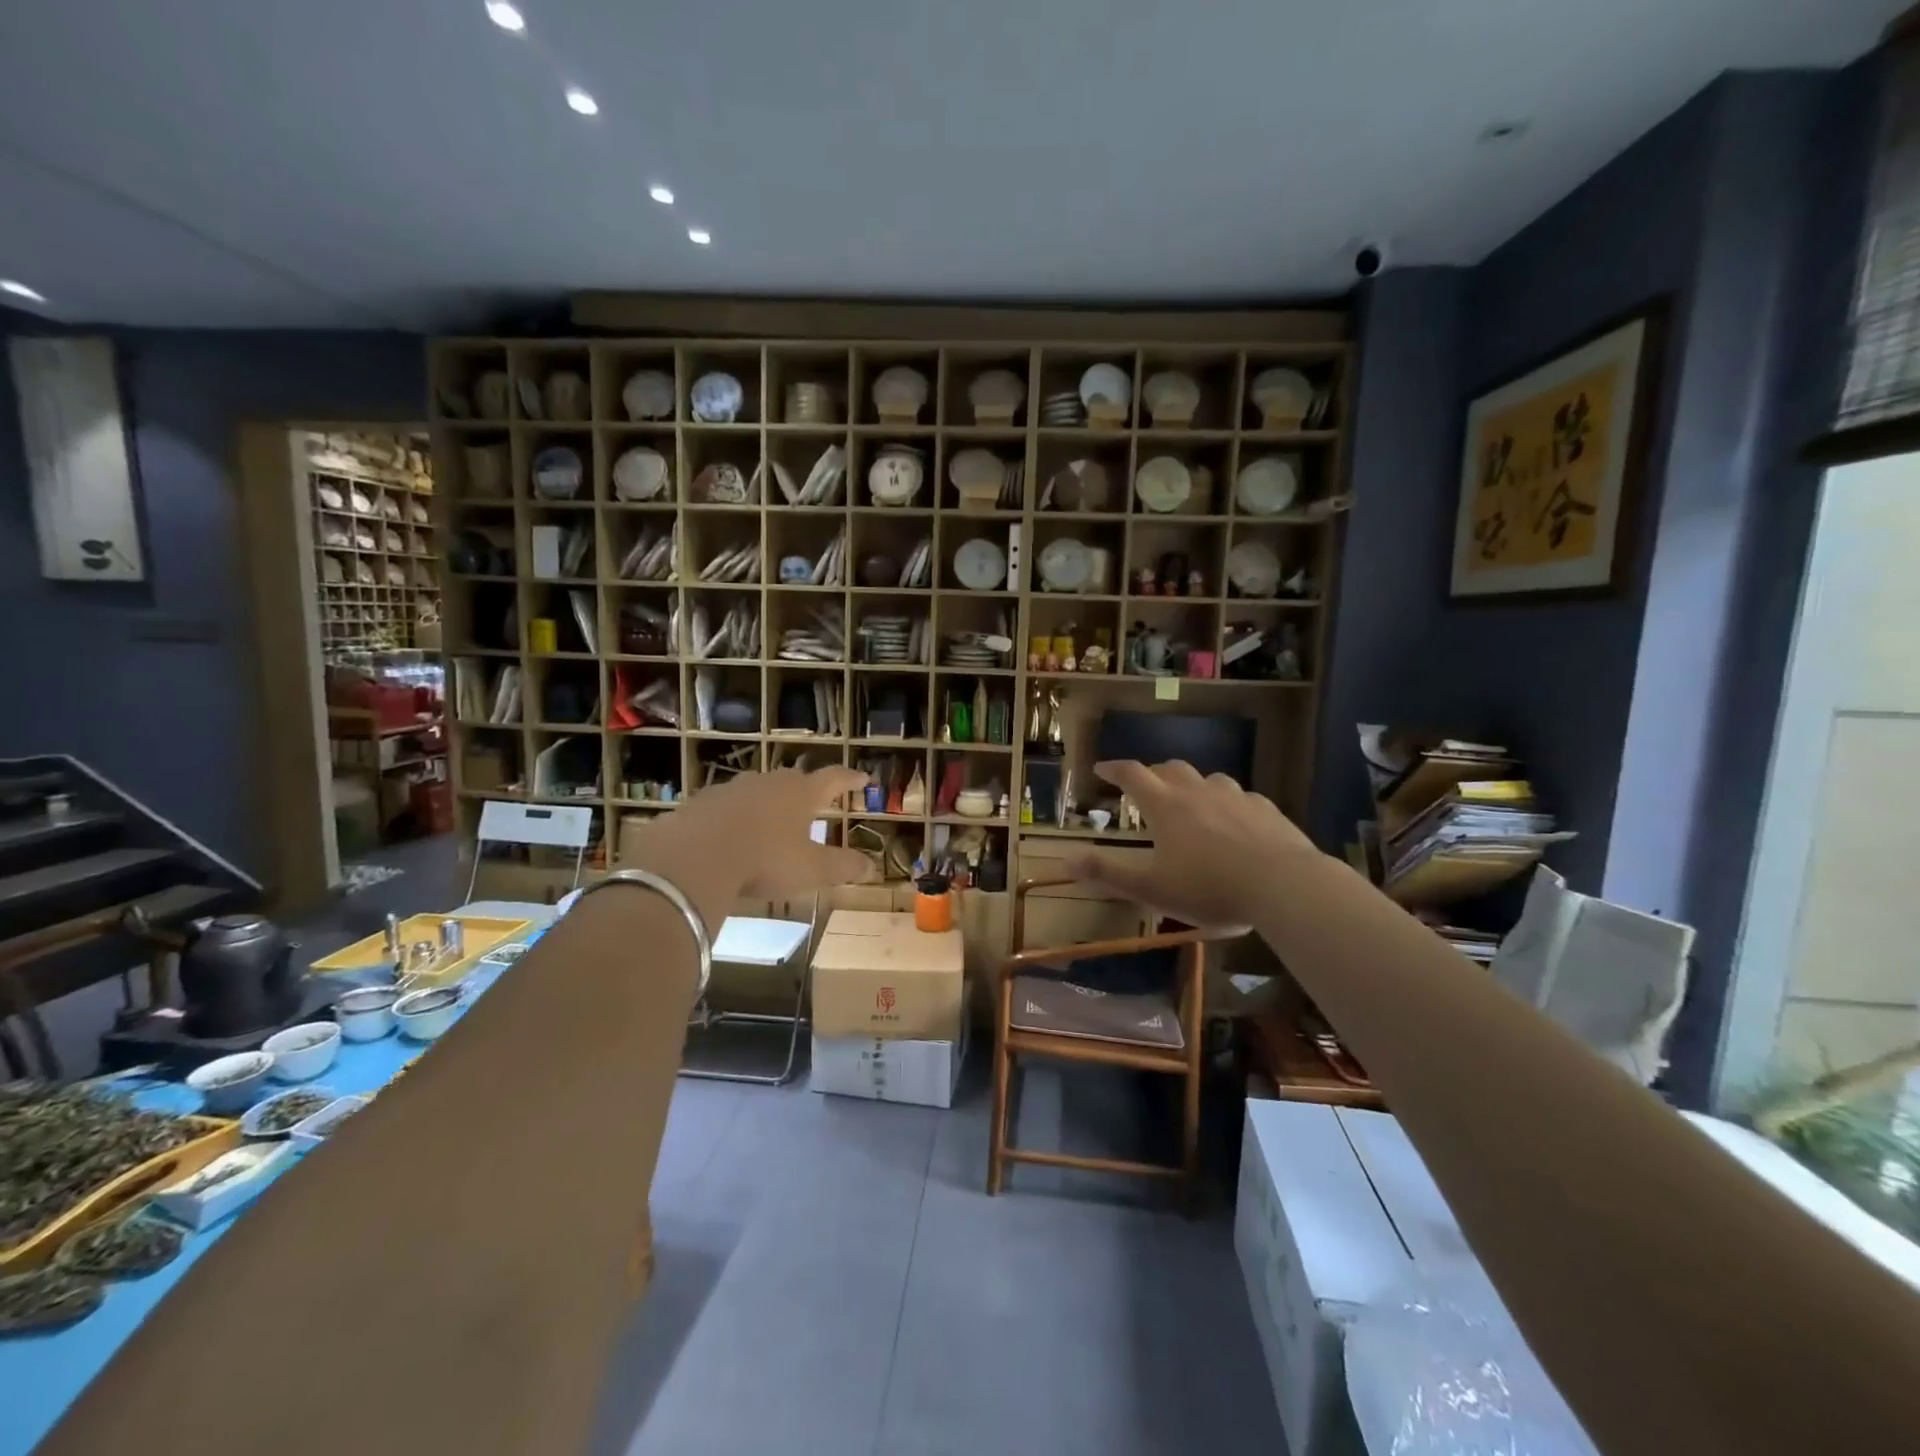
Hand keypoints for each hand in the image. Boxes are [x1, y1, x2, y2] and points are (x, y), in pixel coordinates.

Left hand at [619, 768, 873, 929]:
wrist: (694, 856)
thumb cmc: (764, 859)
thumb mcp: (810, 869)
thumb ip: (842, 867)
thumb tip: (872, 867)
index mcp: (800, 794)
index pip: (833, 779)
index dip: (850, 779)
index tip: (863, 778)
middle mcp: (768, 783)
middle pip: (793, 780)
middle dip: (805, 790)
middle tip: (812, 801)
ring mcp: (732, 789)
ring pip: (757, 791)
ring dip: (767, 803)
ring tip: (770, 821)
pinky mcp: (701, 803)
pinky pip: (725, 806)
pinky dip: (734, 817)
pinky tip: (730, 836)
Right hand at [1066, 760, 1322, 927]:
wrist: (1283, 885)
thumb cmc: (1209, 888)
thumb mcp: (1151, 889)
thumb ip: (1109, 874)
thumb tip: (1067, 861)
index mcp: (1165, 806)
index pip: (1131, 774)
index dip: (1113, 769)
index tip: (1100, 769)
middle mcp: (1198, 791)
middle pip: (1170, 768)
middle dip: (1153, 773)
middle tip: (1145, 786)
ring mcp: (1235, 797)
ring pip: (1209, 778)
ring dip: (1193, 784)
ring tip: (1191, 802)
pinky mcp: (1266, 810)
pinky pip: (1242, 797)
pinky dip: (1228, 803)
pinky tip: (1235, 822)